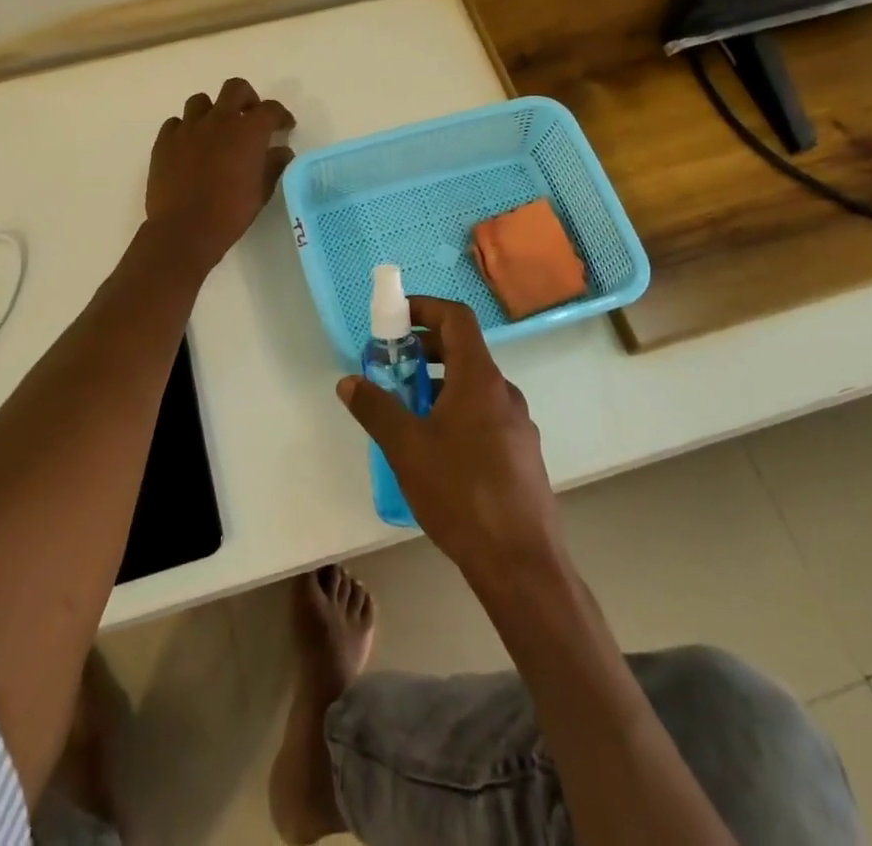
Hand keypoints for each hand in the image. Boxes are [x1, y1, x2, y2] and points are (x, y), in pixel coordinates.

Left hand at [146, 78, 296, 268]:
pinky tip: (189, 147)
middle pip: (235, 89)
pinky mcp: (164, 141)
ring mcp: (188, 128)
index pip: (270, 109)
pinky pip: (176, 123)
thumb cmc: (230, 213)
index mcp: (248, 131)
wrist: (183, 230)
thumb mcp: (262, 192)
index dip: (280, 115)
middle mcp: (218, 120)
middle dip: (247, 99)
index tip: (284, 127)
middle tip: (250, 118)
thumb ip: (274, 165)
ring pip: (201, 101)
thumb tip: (282, 151)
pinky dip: (186, 129)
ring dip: (213, 111)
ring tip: (216, 132)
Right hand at [336, 296, 565, 585]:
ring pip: (473, 386)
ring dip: (438, 384)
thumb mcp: (406, 448)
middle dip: (424, 351)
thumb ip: (376, 408)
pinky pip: (484, 414)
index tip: (395, 319)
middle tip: (391, 367)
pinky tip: (435, 449)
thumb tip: (349, 382)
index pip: (456, 318)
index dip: (425, 308)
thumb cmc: (461, 493)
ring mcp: (517, 424)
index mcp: (479, 379)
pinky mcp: (521, 454)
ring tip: (406, 411)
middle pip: (464, 351)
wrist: (521, 563)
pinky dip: (456, 411)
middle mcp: (504, 393)